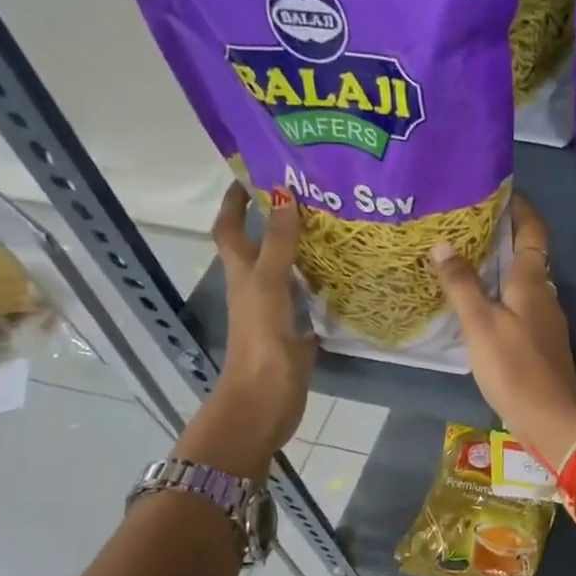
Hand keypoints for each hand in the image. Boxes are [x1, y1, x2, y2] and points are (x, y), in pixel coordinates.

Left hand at [180, 184, 315, 476]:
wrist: (265, 401)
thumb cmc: (261, 341)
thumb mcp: (269, 285)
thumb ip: (280, 243)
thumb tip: (285, 194)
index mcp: (242, 274)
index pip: (231, 229)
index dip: (235, 201)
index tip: (252, 174)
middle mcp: (255, 289)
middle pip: (260, 248)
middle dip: (274, 221)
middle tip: (307, 198)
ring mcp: (275, 314)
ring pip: (285, 275)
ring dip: (300, 253)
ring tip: (331, 231)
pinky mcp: (295, 336)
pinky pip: (307, 304)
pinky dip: (320, 290)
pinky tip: (344, 281)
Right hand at [431, 193, 575, 461]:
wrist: (551, 419)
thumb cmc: (515, 367)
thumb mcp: (480, 323)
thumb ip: (462, 284)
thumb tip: (444, 244)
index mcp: (533, 282)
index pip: (533, 231)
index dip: (521, 208)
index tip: (501, 190)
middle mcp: (545, 296)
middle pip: (527, 256)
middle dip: (503, 237)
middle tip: (468, 225)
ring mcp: (545, 322)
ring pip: (522, 284)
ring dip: (500, 269)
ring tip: (466, 262)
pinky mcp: (541, 345)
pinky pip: (520, 308)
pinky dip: (501, 297)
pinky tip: (479, 307)